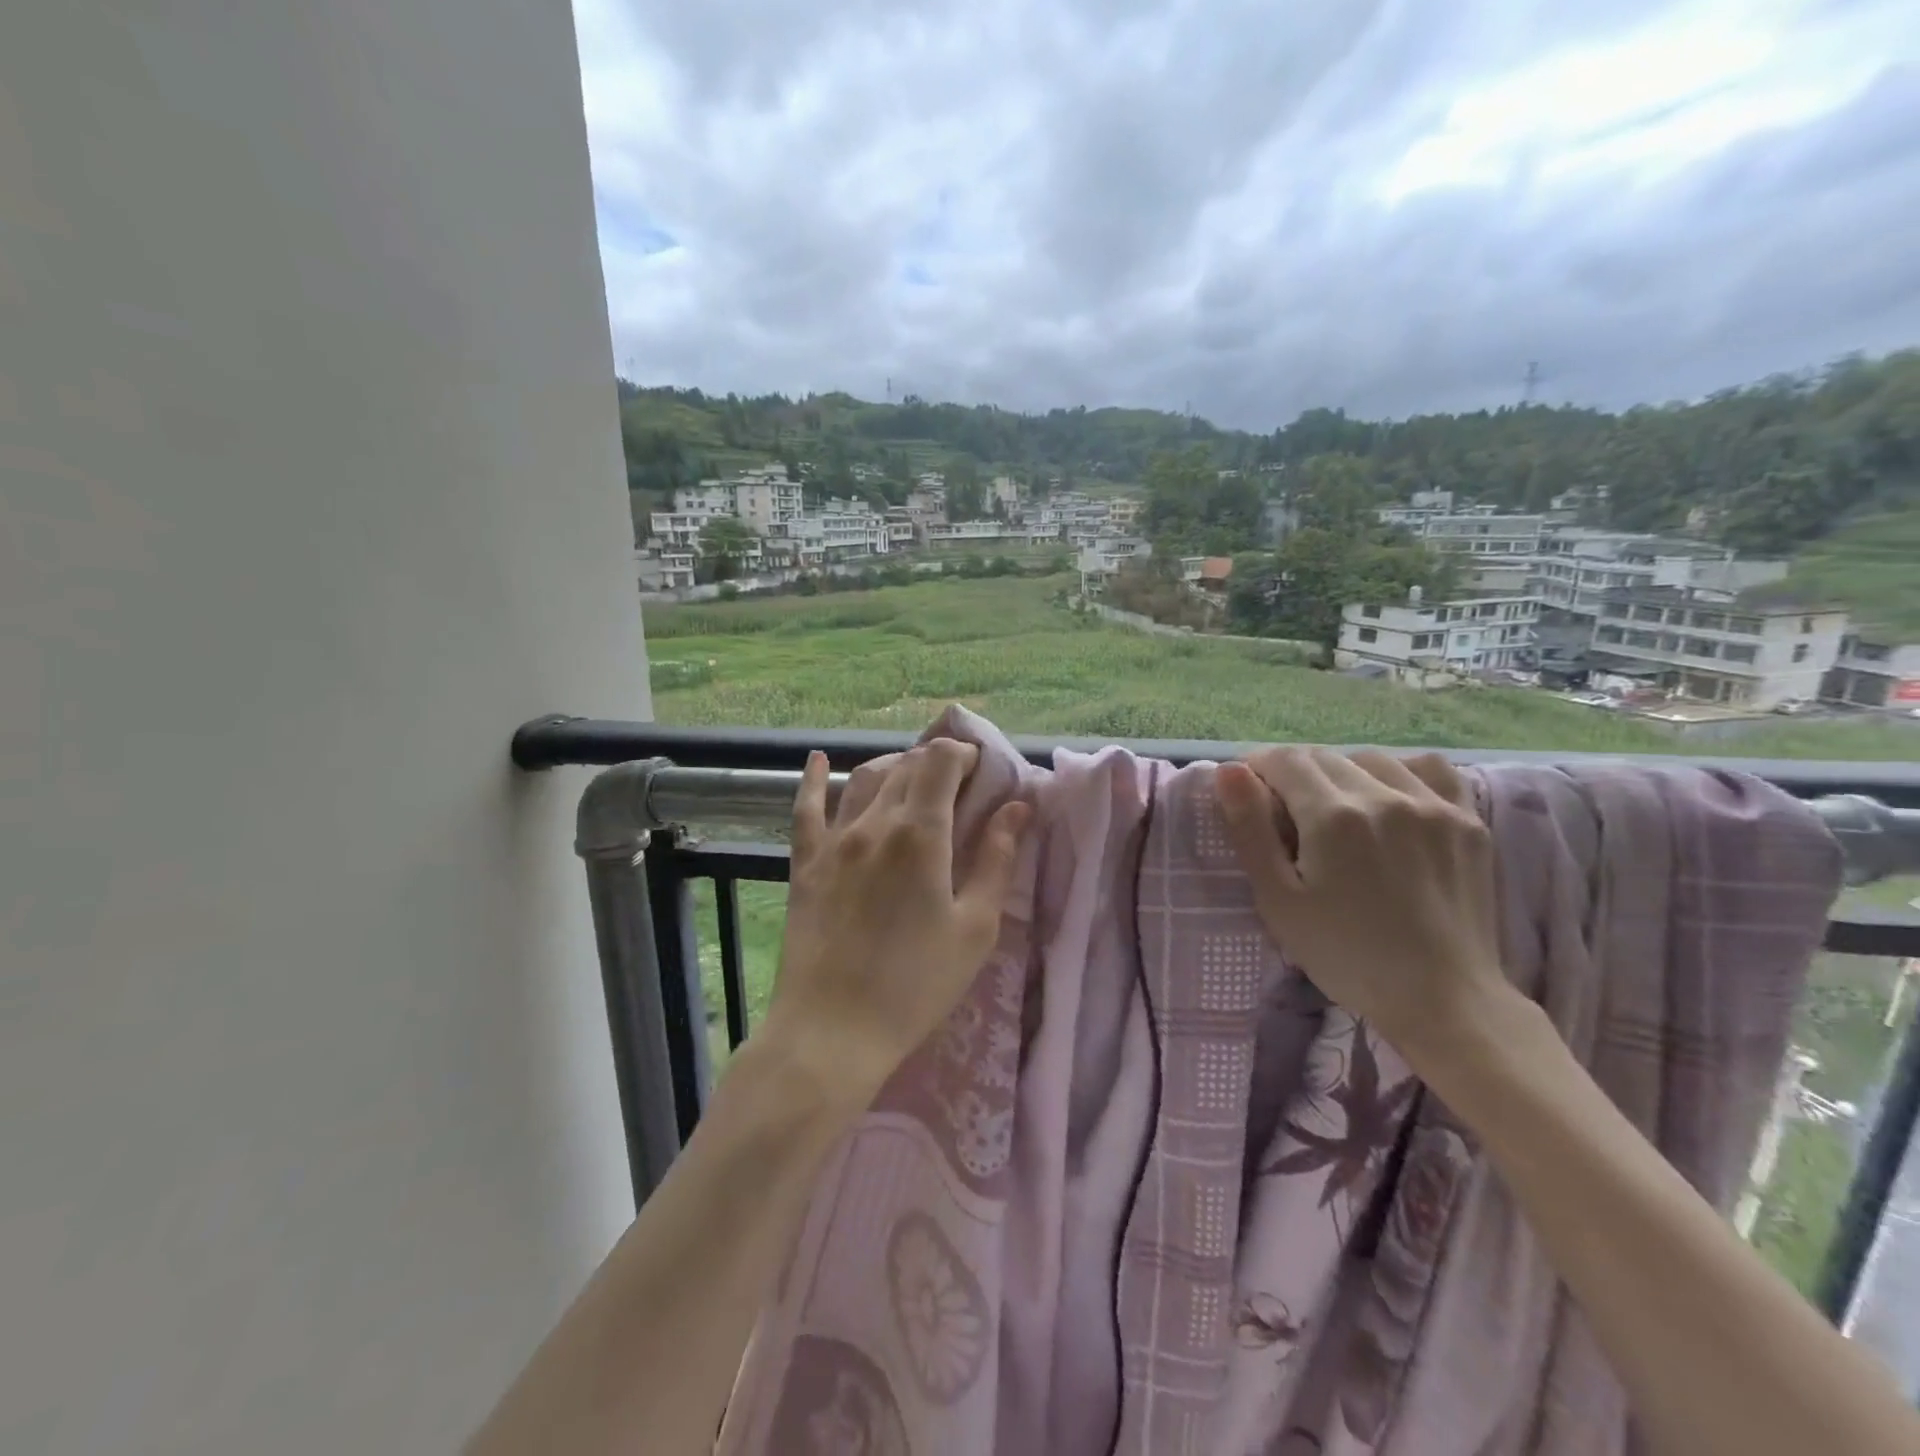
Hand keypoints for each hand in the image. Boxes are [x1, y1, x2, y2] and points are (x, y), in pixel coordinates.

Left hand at [764, 742, 1030, 1108]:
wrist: (833, 1032)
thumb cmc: (916, 984)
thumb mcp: (974, 928)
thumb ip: (997, 860)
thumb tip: (1018, 808)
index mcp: (920, 835)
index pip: (940, 761)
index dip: (963, 753)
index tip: (980, 768)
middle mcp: (874, 823)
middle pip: (906, 766)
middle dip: (935, 762)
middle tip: (956, 782)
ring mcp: (834, 841)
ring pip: (864, 780)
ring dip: (893, 767)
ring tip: (912, 776)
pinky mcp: (805, 864)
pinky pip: (807, 809)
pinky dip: (815, 780)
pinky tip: (818, 760)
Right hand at [1214, 746, 1506, 1064]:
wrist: (1443, 999)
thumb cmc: (1345, 955)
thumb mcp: (1278, 900)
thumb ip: (1251, 830)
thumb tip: (1229, 771)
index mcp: (1334, 816)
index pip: (1284, 761)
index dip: (1256, 768)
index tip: (1248, 793)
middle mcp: (1384, 796)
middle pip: (1323, 756)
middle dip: (1293, 772)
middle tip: (1284, 811)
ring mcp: (1433, 805)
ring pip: (1372, 758)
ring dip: (1341, 771)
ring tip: (1334, 806)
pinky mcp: (1467, 821)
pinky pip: (1430, 769)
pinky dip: (1401, 771)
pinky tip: (1391, 796)